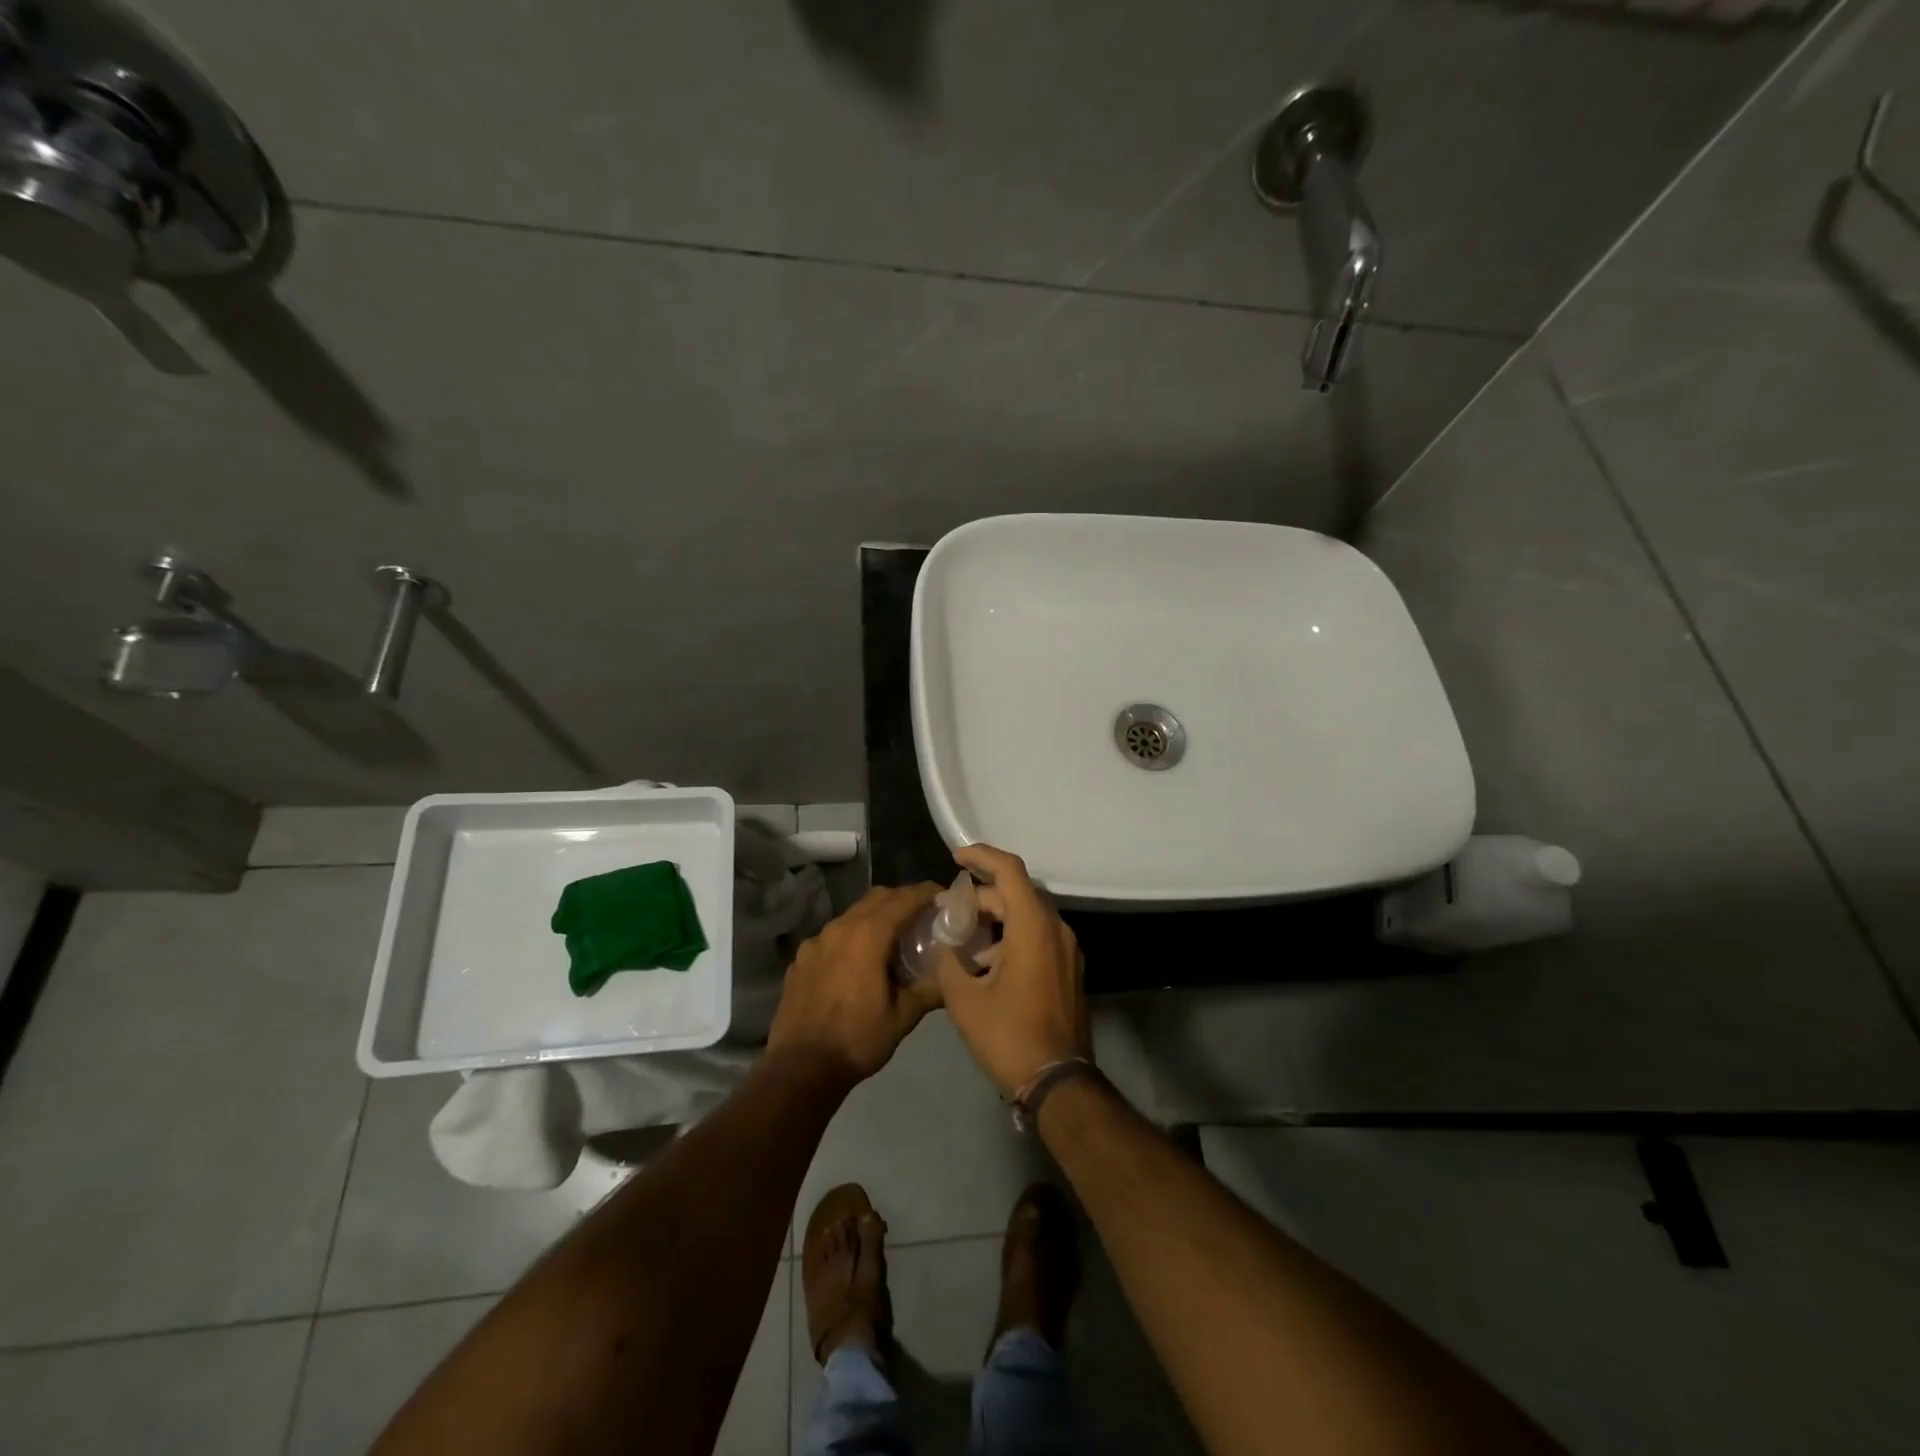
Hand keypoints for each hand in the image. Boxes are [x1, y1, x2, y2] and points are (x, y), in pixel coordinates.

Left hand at [769, 883, 944, 1084]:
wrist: (800, 1068)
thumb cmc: (857, 1039)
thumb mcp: (903, 1017)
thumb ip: (929, 989)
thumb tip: (952, 977)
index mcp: (868, 935)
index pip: (904, 899)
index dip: (926, 893)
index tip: (943, 895)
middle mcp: (840, 928)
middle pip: (877, 898)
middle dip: (902, 899)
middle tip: (922, 914)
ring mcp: (816, 942)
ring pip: (852, 914)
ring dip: (875, 916)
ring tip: (892, 938)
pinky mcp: (801, 959)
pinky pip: (832, 935)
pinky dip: (852, 936)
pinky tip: (857, 962)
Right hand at [937, 844, 1089, 1097]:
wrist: (1058, 1082)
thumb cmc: (1009, 1036)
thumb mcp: (964, 1000)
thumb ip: (948, 962)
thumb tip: (943, 946)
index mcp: (1033, 927)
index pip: (1010, 871)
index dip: (982, 856)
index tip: (956, 857)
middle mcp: (1056, 930)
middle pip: (1017, 894)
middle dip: (982, 897)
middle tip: (950, 913)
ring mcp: (1067, 951)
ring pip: (1028, 917)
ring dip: (996, 920)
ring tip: (963, 942)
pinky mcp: (1069, 971)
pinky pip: (1038, 938)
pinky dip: (1011, 938)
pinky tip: (985, 965)